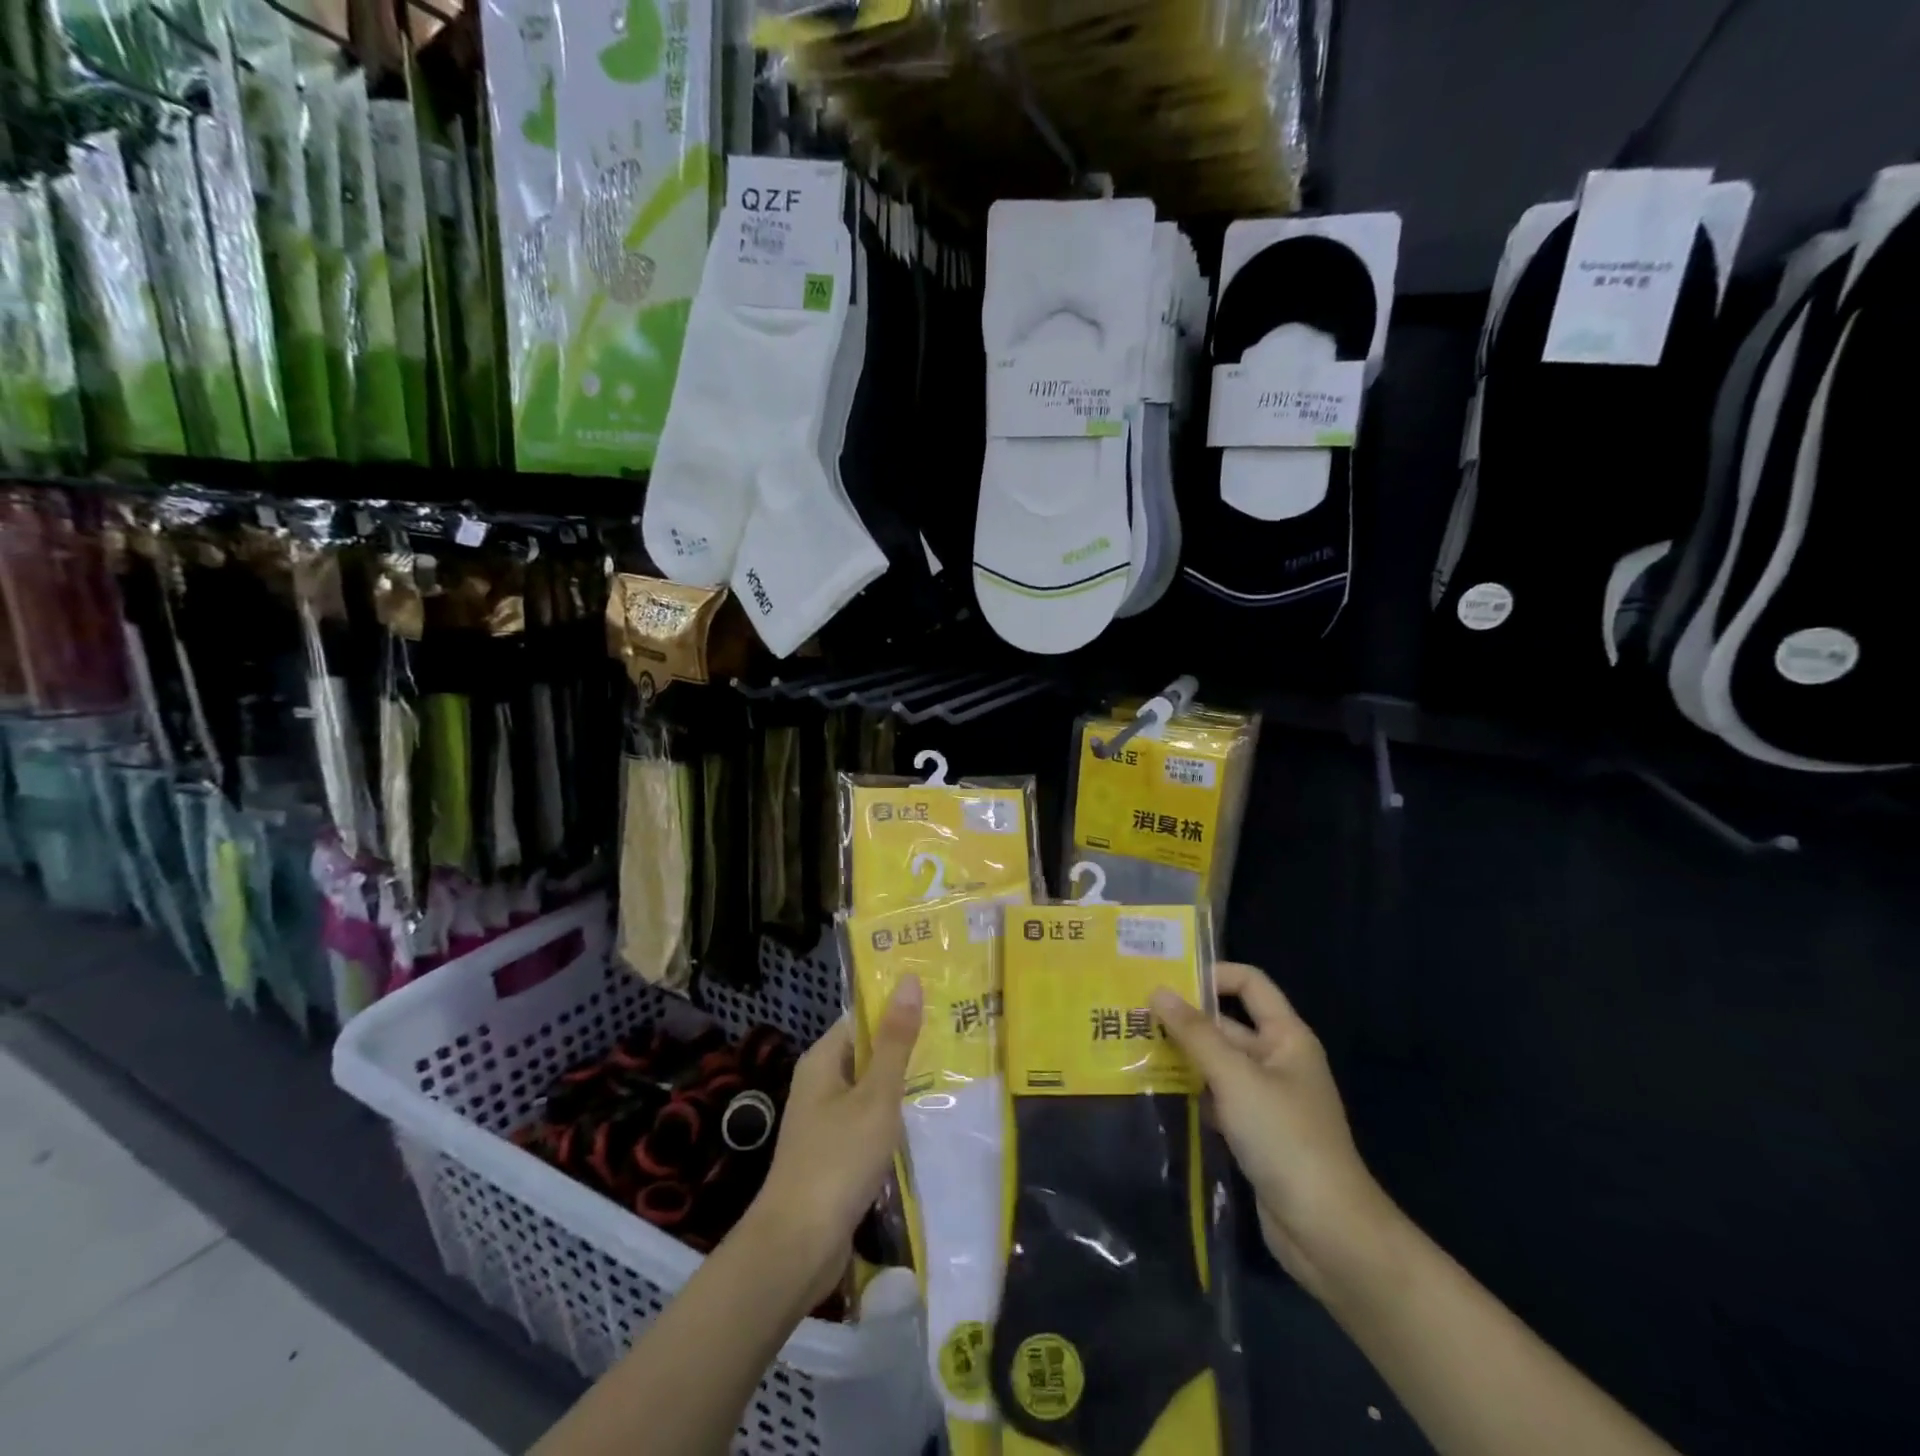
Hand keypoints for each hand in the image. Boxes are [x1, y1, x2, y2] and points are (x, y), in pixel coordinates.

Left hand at [745, 975, 922, 1302]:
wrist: (798, 1246)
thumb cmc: (838, 1159)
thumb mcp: (875, 1095)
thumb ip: (896, 1041)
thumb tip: (909, 980)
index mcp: (823, 1060)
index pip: (861, 1016)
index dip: (896, 1006)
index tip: (938, 998)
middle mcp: (821, 1083)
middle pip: (868, 1051)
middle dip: (906, 1045)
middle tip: (956, 1033)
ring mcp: (826, 1121)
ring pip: (871, 1089)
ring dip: (904, 1083)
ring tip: (953, 1070)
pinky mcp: (836, 1154)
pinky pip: (870, 1121)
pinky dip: (894, 1117)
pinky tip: (927, 1119)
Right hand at [1152, 963, 1395, 1298]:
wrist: (1327, 1231)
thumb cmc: (1285, 1138)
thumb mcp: (1236, 1078)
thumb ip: (1195, 1034)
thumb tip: (1157, 991)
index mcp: (1286, 1036)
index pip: (1249, 984)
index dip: (1212, 975)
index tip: (1166, 980)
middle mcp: (1277, 1059)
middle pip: (1226, 1024)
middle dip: (1184, 1019)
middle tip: (1132, 1014)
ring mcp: (1265, 1098)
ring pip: (1217, 1062)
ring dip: (1181, 1056)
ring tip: (1131, 1047)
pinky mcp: (1253, 1131)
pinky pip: (1216, 1096)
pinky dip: (1189, 1091)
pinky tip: (1153, 1090)